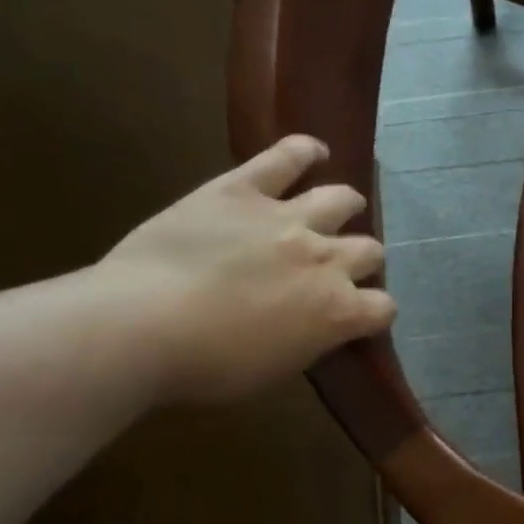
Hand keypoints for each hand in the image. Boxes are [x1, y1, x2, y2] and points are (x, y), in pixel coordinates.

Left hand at [96, 134, 395, 403]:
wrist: (140, 326)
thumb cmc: (207, 367)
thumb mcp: (275, 372)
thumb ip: (309, 342)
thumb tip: (315, 328)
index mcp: (338, 312)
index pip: (383, 308)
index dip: (373, 313)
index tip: (357, 318)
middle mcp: (327, 259)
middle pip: (370, 251)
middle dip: (361, 260)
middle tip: (337, 267)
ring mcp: (288, 219)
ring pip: (341, 200)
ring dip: (345, 206)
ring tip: (339, 208)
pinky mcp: (242, 190)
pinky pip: (284, 158)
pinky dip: (303, 151)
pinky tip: (313, 151)